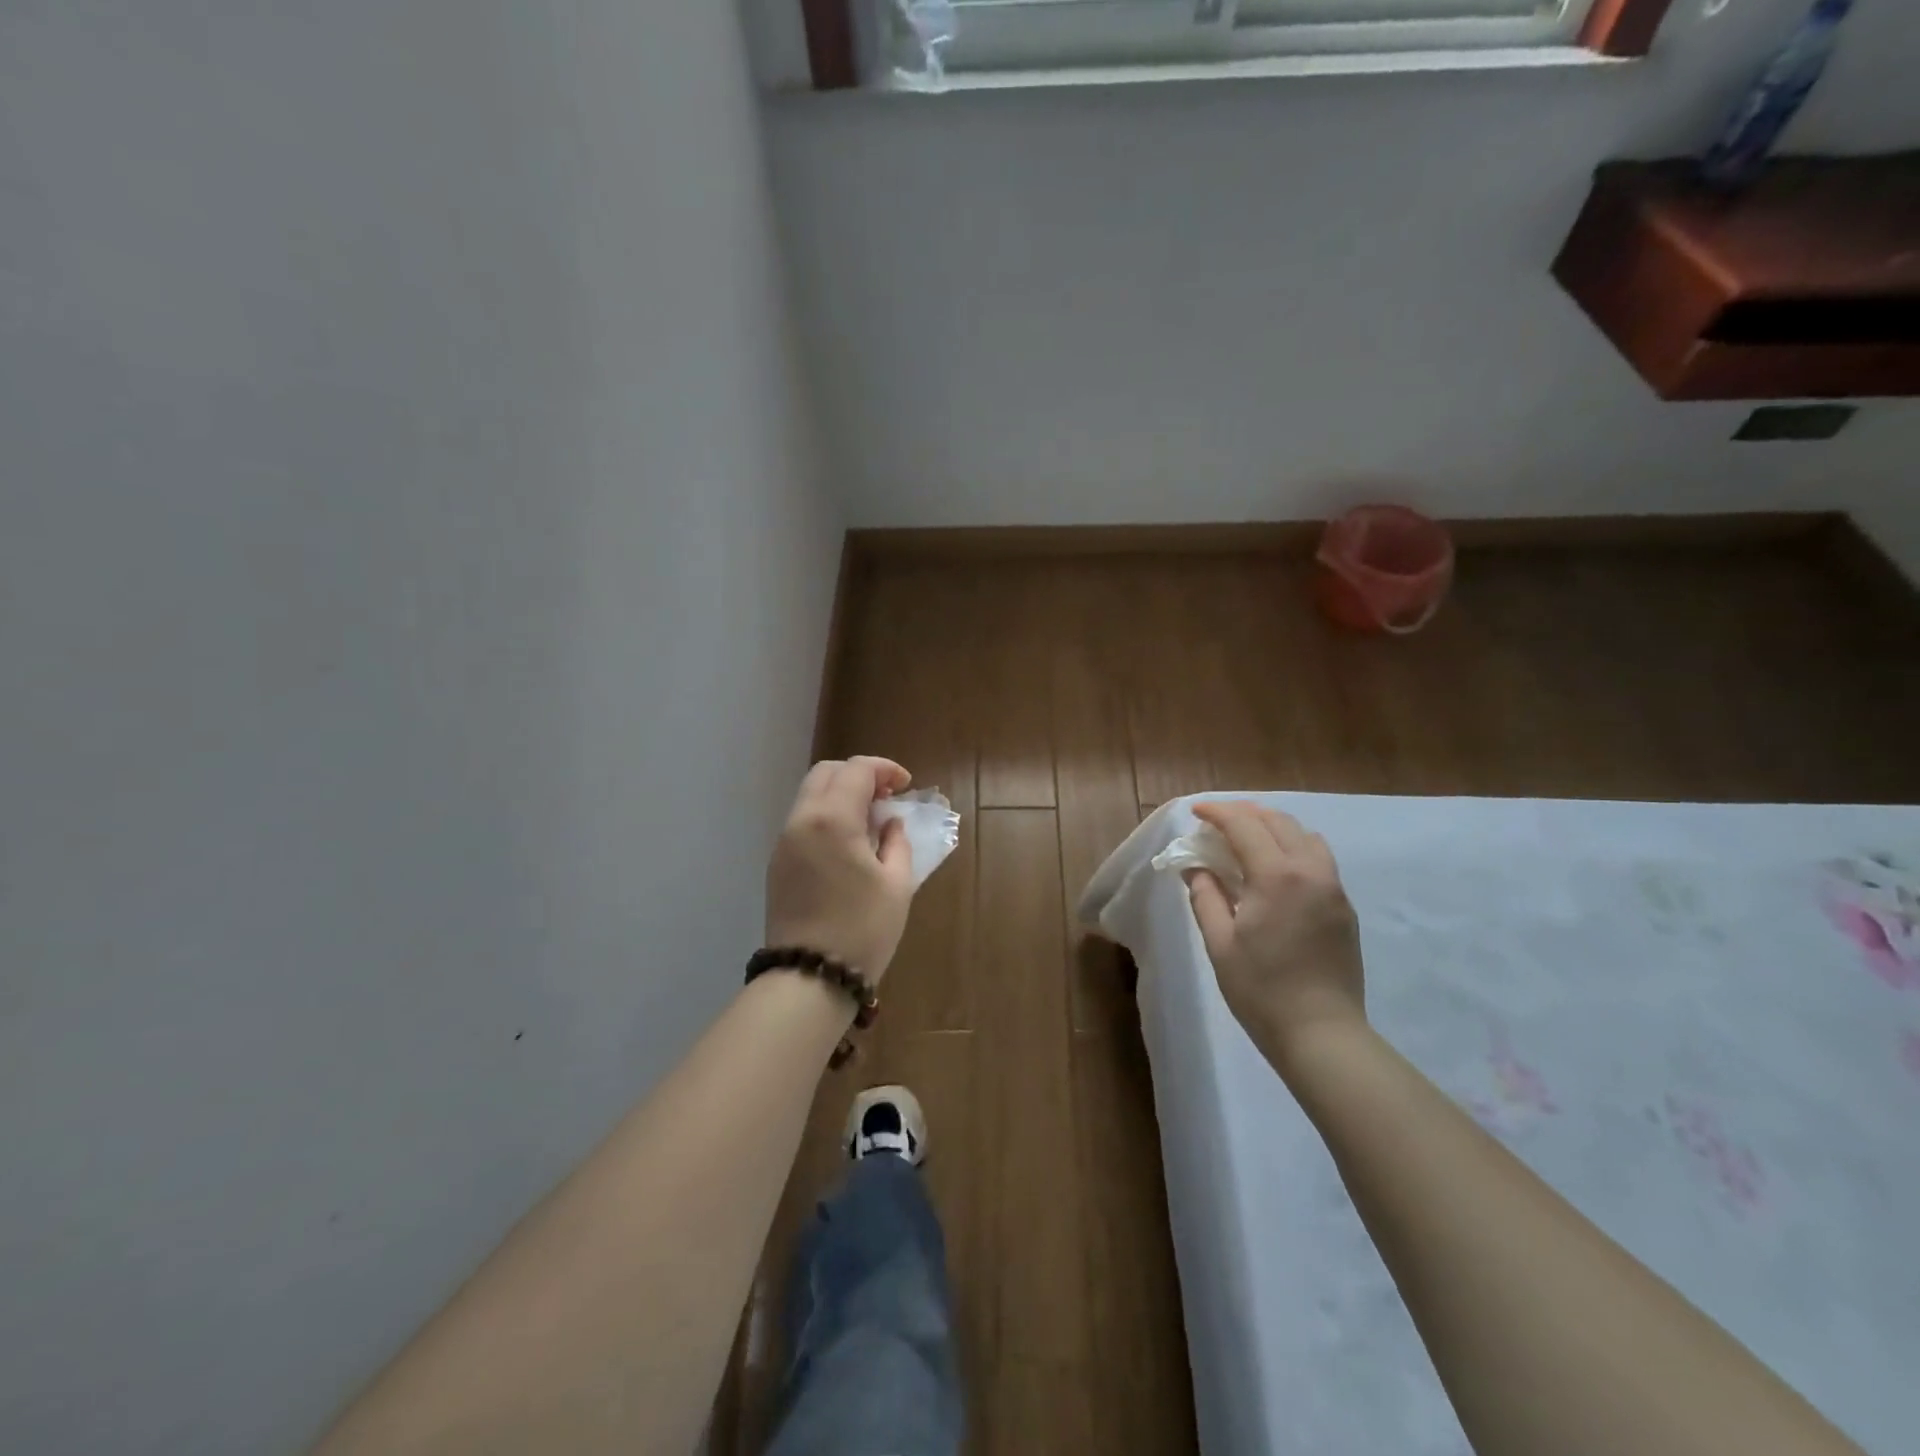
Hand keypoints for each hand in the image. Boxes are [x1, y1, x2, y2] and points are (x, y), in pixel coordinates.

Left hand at [765, 757, 915, 981]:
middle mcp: (801, 820)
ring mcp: (784, 841)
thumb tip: (890, 823)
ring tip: (870, 821)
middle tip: (886, 797)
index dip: (885, 769)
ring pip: (810, 795)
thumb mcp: (896, 885)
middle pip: (826, 773)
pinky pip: (802, 821)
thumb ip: (897, 842)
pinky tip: (848, 843)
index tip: (906, 785)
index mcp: (832, 819)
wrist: (809, 978)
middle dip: (859, 775)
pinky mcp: (777, 863)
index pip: (856, 770)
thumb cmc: (863, 930)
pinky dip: (826, 815)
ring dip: (840, 794)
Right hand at [1186, 800, 1366, 1070]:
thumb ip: (1205, 895)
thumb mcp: (1219, 942)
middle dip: (1245, 813)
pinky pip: (1319, 858)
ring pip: (1305, 835)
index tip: (1195, 812)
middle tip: (1217, 821)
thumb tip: (1195, 867)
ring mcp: (1333, 888)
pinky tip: (1275, 866)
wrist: (1321, 1034)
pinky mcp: (1344, 907)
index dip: (1217, 813)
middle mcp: (1310, 871)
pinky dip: (1293, 846)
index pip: (1244, 825)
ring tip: (1247, 837)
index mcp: (1276, 876)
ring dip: (1273, 826)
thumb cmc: (1261, 989)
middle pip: (1278, 821)